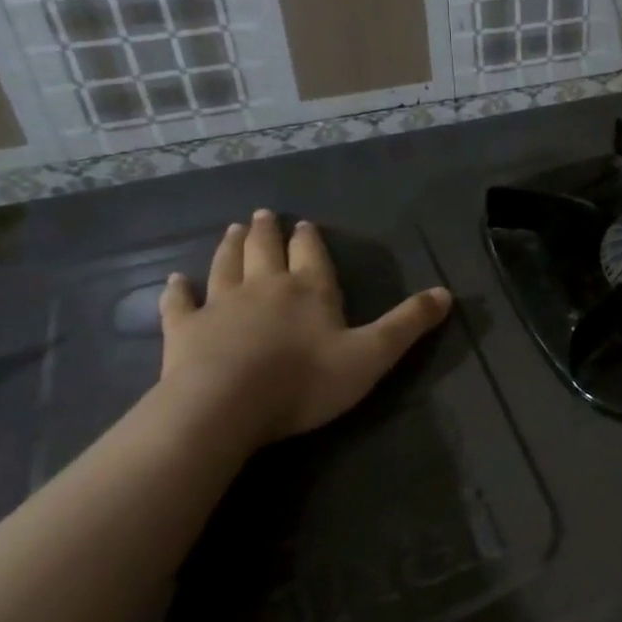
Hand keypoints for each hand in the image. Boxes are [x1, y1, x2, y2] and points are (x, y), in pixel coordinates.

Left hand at [157, 210, 452, 447]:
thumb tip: (447, 293)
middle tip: (262, 214)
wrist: (224, 407)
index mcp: (310, 290)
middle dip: (267, 232)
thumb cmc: (305, 380)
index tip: (303, 223)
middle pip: (265, 251)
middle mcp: (265, 287)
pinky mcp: (184, 331)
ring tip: (231, 230)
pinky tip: (175, 280)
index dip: (309, 239)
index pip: (312, 255)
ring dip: (230, 247)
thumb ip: (408, 324)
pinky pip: (180, 304)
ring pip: (226, 266)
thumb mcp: (372, 355)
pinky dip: (177, 291)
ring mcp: (220, 306)